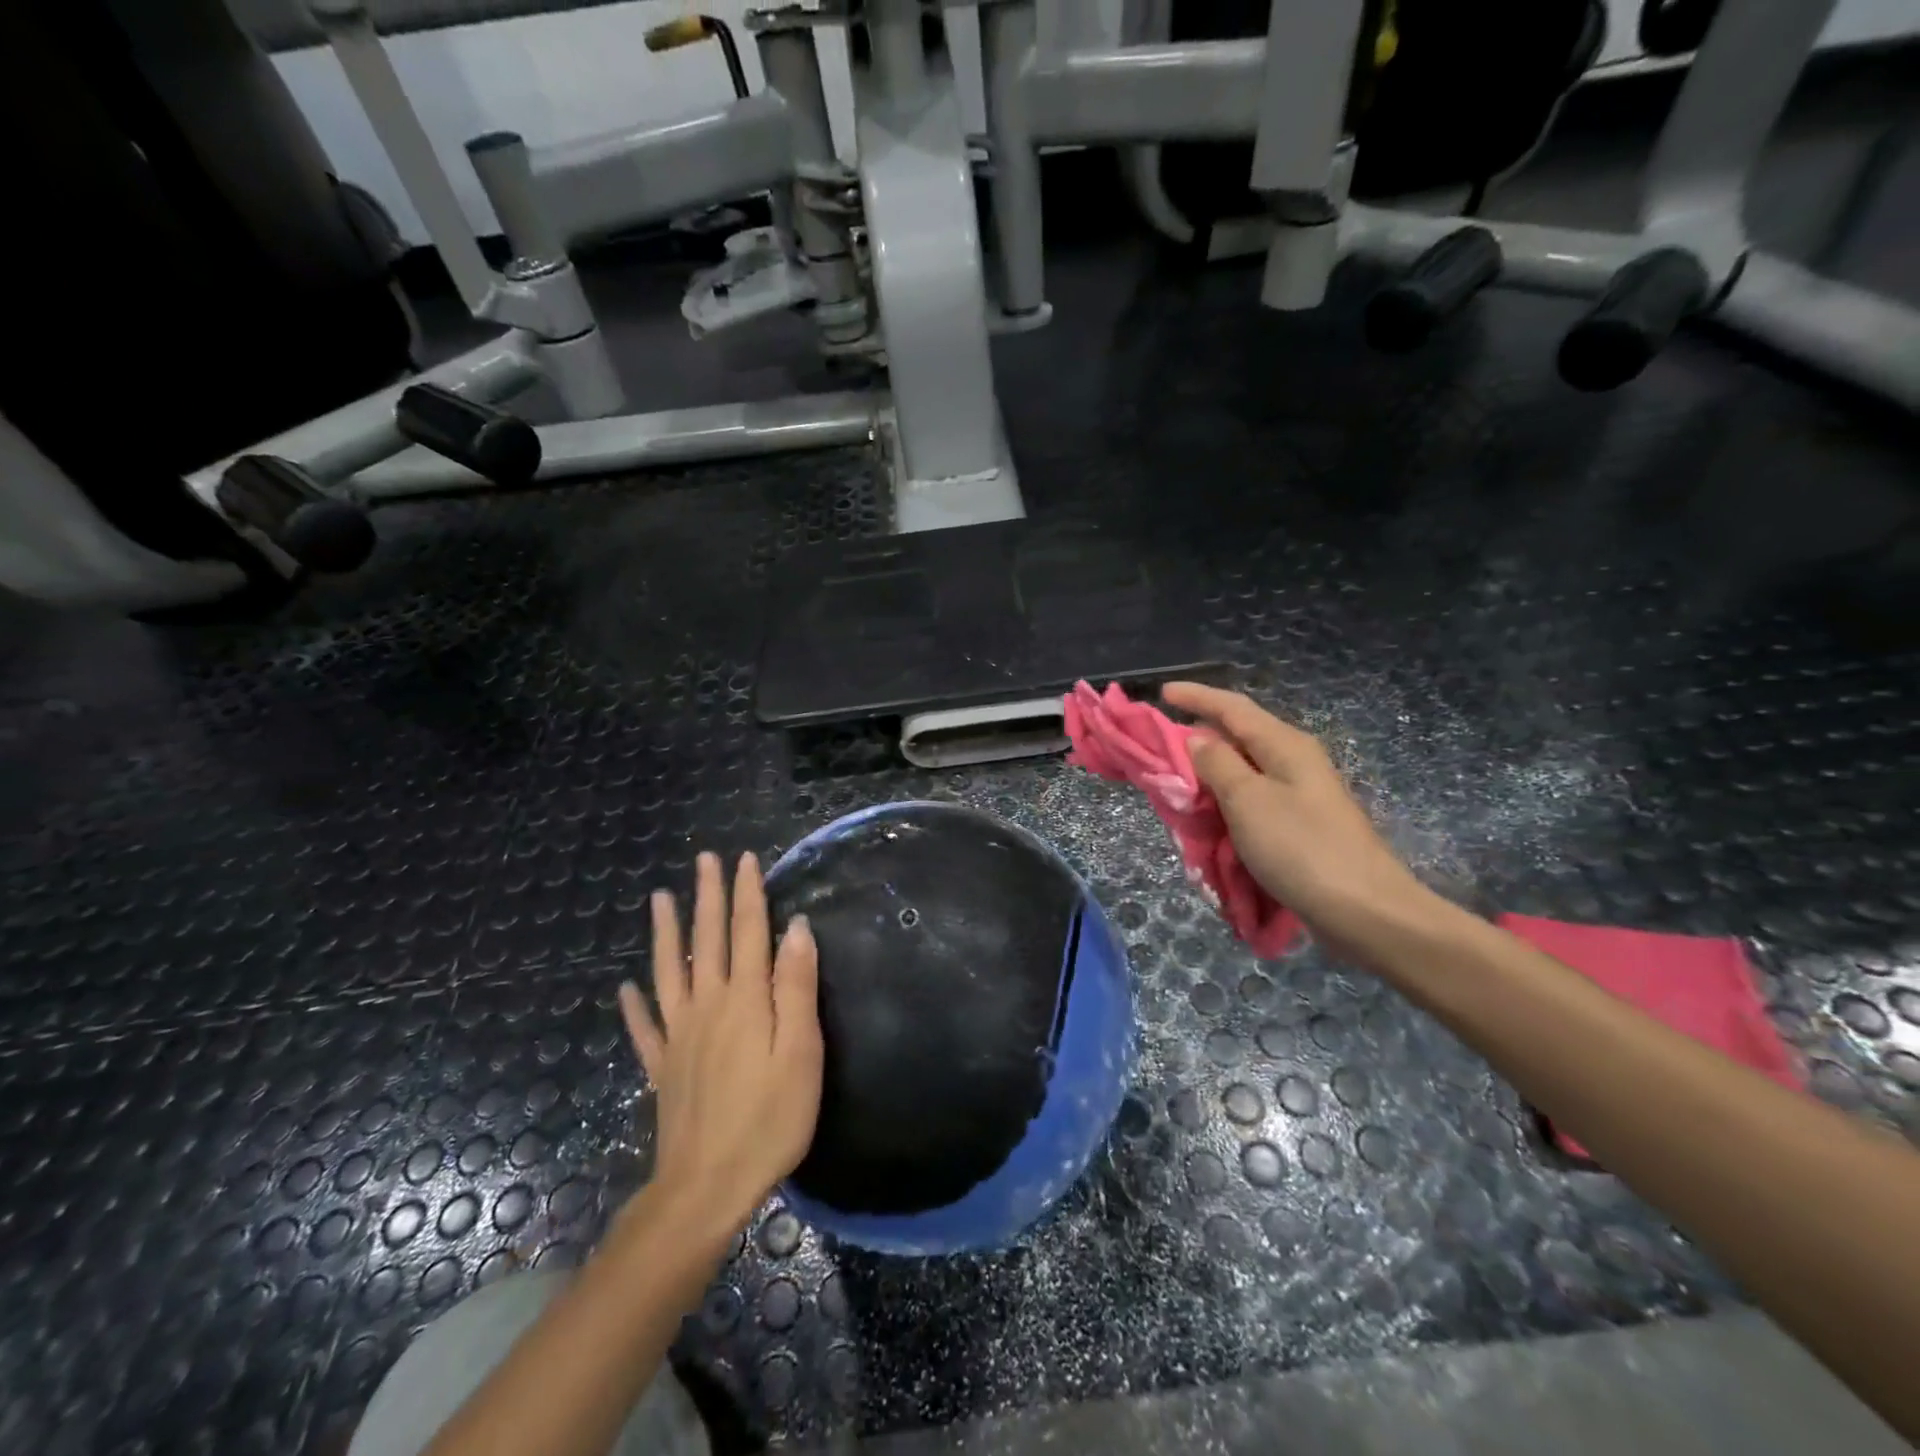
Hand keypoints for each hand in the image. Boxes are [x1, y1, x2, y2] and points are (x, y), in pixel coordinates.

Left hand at [618, 851, 822, 1240]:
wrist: (705, 1187)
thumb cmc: (769, 1119)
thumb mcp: (801, 1052)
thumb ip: (796, 988)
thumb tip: (795, 929)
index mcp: (745, 1000)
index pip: (748, 932)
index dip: (748, 893)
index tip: (746, 859)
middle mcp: (708, 1006)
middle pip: (708, 940)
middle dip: (708, 896)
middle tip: (705, 859)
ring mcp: (679, 1036)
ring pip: (670, 972)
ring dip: (667, 933)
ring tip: (661, 899)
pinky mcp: (663, 1067)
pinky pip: (645, 1028)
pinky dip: (634, 1005)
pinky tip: (625, 987)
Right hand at [1162, 682, 1440, 965]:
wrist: (1364, 910)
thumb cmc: (1300, 848)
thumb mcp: (1248, 800)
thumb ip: (1217, 764)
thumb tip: (1197, 738)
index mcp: (1284, 745)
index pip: (1233, 708)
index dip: (1197, 697)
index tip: (1162, 692)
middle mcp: (1294, 761)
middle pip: (1240, 735)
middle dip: (1200, 734)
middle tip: (1161, 744)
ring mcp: (1301, 794)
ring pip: (1245, 769)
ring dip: (1210, 771)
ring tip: (1177, 779)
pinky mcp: (1300, 825)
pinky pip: (1253, 799)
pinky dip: (1226, 800)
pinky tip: (1209, 814)